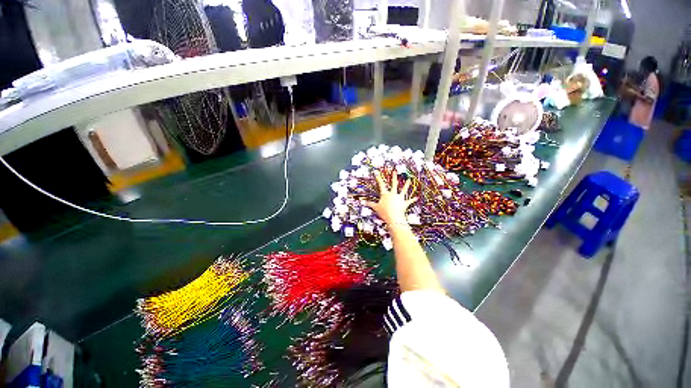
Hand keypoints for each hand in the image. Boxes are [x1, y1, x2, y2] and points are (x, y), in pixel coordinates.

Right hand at [363, 171, 416, 226]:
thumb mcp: (375, 208)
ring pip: (403, 190)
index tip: (377, 173)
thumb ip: (369, 204)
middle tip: (395, 171)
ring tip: (409, 180)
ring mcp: (399, 198)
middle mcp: (393, 194)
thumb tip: (362, 202)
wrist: (393, 218)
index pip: (381, 185)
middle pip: (393, 184)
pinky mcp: (404, 203)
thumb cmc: (384, 212)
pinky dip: (413, 199)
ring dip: (406, 185)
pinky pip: (409, 201)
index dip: (378, 178)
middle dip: (394, 177)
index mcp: (385, 194)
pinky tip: (416, 197)